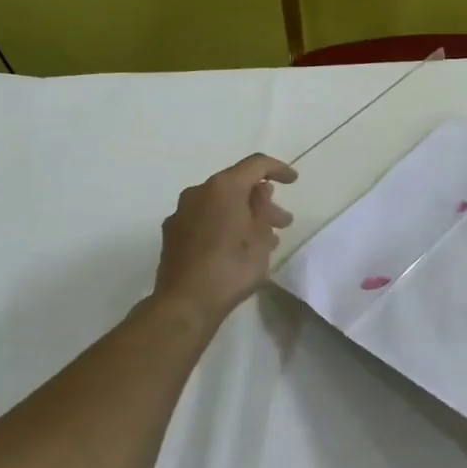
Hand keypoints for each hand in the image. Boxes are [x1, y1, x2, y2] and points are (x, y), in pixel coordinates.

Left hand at [153, 154, 296, 320]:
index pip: (256, 164)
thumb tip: (258, 191)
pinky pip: (205, 219)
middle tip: (283, 221)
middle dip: (262, 200)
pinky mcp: (172, 234)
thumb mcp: (261, 236)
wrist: (186, 303)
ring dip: (243, 215)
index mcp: (223, 187)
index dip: (278, 169)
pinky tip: (237, 247)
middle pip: (236, 185)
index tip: (294, 181)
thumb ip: (262, 208)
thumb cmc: (232, 267)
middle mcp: (198, 192)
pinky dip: (224, 225)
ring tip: (264, 239)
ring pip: (220, 204)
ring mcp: (181, 213)